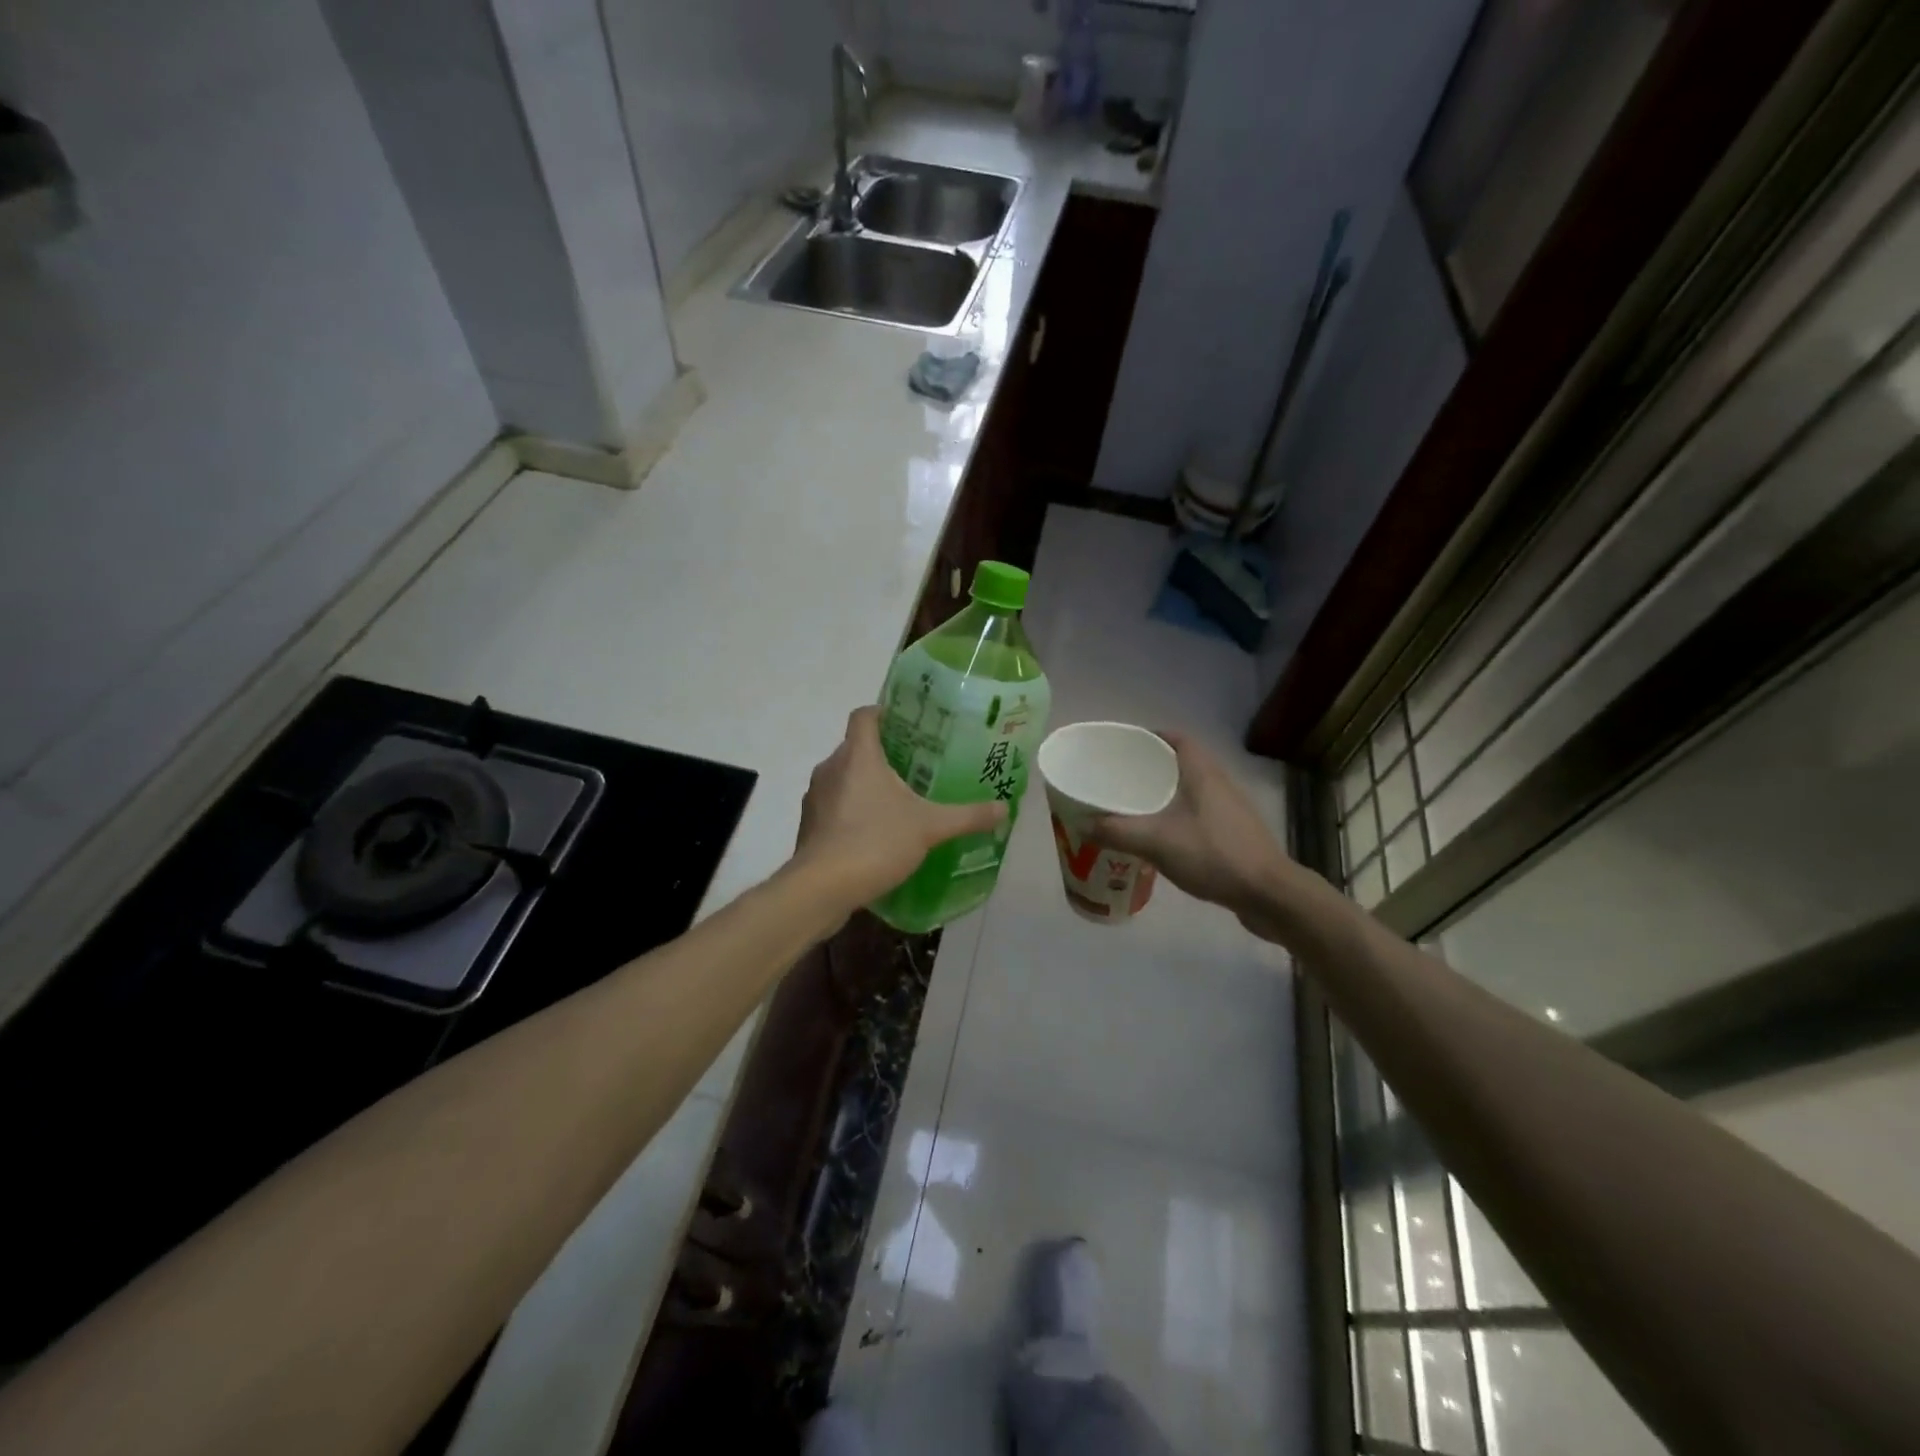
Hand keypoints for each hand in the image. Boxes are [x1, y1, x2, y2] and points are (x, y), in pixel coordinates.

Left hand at [795, 707, 1007, 912]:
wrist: (821, 888)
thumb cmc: (875, 842)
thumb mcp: (930, 828)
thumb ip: (967, 816)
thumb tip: (1004, 808)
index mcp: (858, 755)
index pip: (865, 715)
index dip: (884, 712)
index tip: (909, 723)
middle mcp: (831, 768)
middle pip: (856, 747)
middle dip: (884, 753)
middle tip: (917, 766)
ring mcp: (816, 797)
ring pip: (844, 777)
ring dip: (867, 784)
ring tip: (900, 800)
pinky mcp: (810, 825)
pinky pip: (835, 805)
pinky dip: (853, 810)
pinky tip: (877, 832)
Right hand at [1090, 731, 1293, 927]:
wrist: (1269, 894)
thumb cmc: (1214, 855)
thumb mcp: (1156, 842)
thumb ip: (1117, 831)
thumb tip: (1082, 824)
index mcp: (1202, 773)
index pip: (1177, 739)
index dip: (1152, 737)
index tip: (1125, 747)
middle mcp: (1220, 783)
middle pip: (1183, 763)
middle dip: (1152, 767)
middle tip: (1121, 779)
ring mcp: (1232, 810)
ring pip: (1192, 790)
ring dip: (1166, 794)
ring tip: (1136, 808)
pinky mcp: (1236, 834)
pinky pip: (1200, 814)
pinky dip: (1179, 817)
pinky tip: (1163, 838)